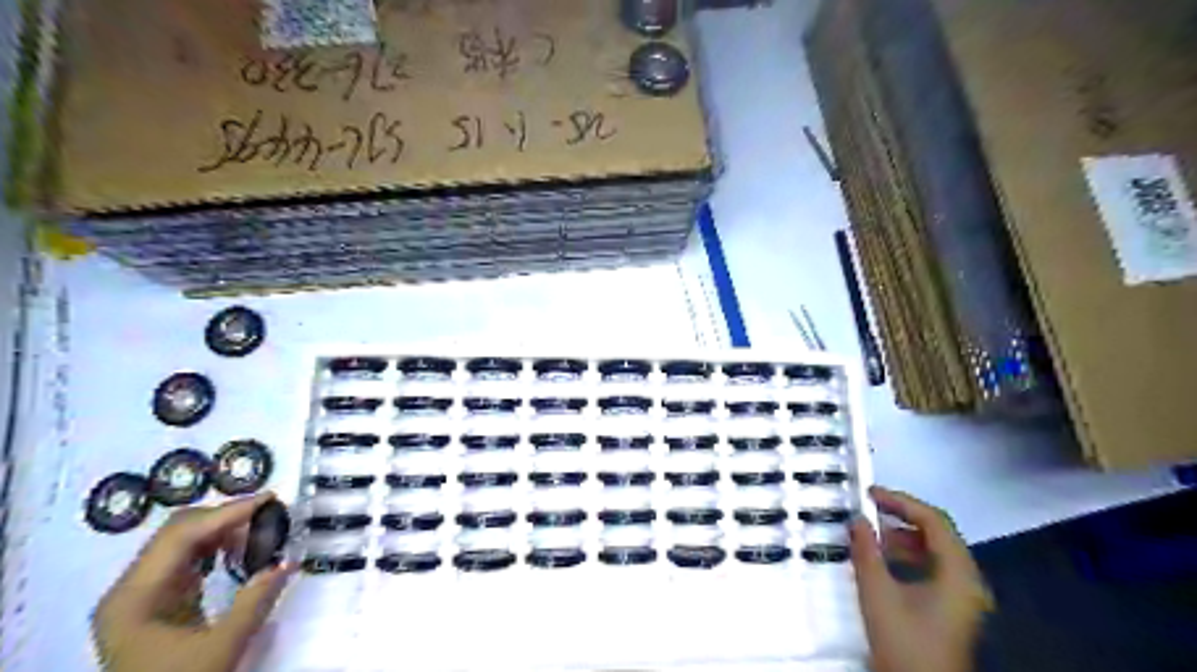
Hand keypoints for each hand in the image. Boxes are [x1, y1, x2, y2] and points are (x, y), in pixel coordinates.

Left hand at [90, 493, 291, 670]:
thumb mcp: (222, 647)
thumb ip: (255, 601)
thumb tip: (289, 561)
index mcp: (134, 597)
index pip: (181, 536)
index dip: (227, 513)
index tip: (270, 500)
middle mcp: (130, 589)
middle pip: (178, 533)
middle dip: (228, 519)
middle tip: (271, 518)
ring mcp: (140, 597)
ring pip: (183, 545)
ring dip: (224, 533)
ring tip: (262, 537)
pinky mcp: (156, 605)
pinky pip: (187, 563)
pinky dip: (217, 551)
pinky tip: (242, 555)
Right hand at [850, 486, 992, 671]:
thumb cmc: (904, 641)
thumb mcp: (877, 592)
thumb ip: (866, 550)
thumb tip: (858, 520)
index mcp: (958, 572)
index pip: (934, 520)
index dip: (901, 501)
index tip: (870, 494)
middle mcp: (968, 580)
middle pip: (938, 534)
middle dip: (901, 519)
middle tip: (868, 511)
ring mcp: (964, 596)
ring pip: (935, 552)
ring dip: (902, 539)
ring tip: (870, 536)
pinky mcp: (954, 609)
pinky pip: (934, 569)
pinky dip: (909, 558)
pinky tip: (882, 562)